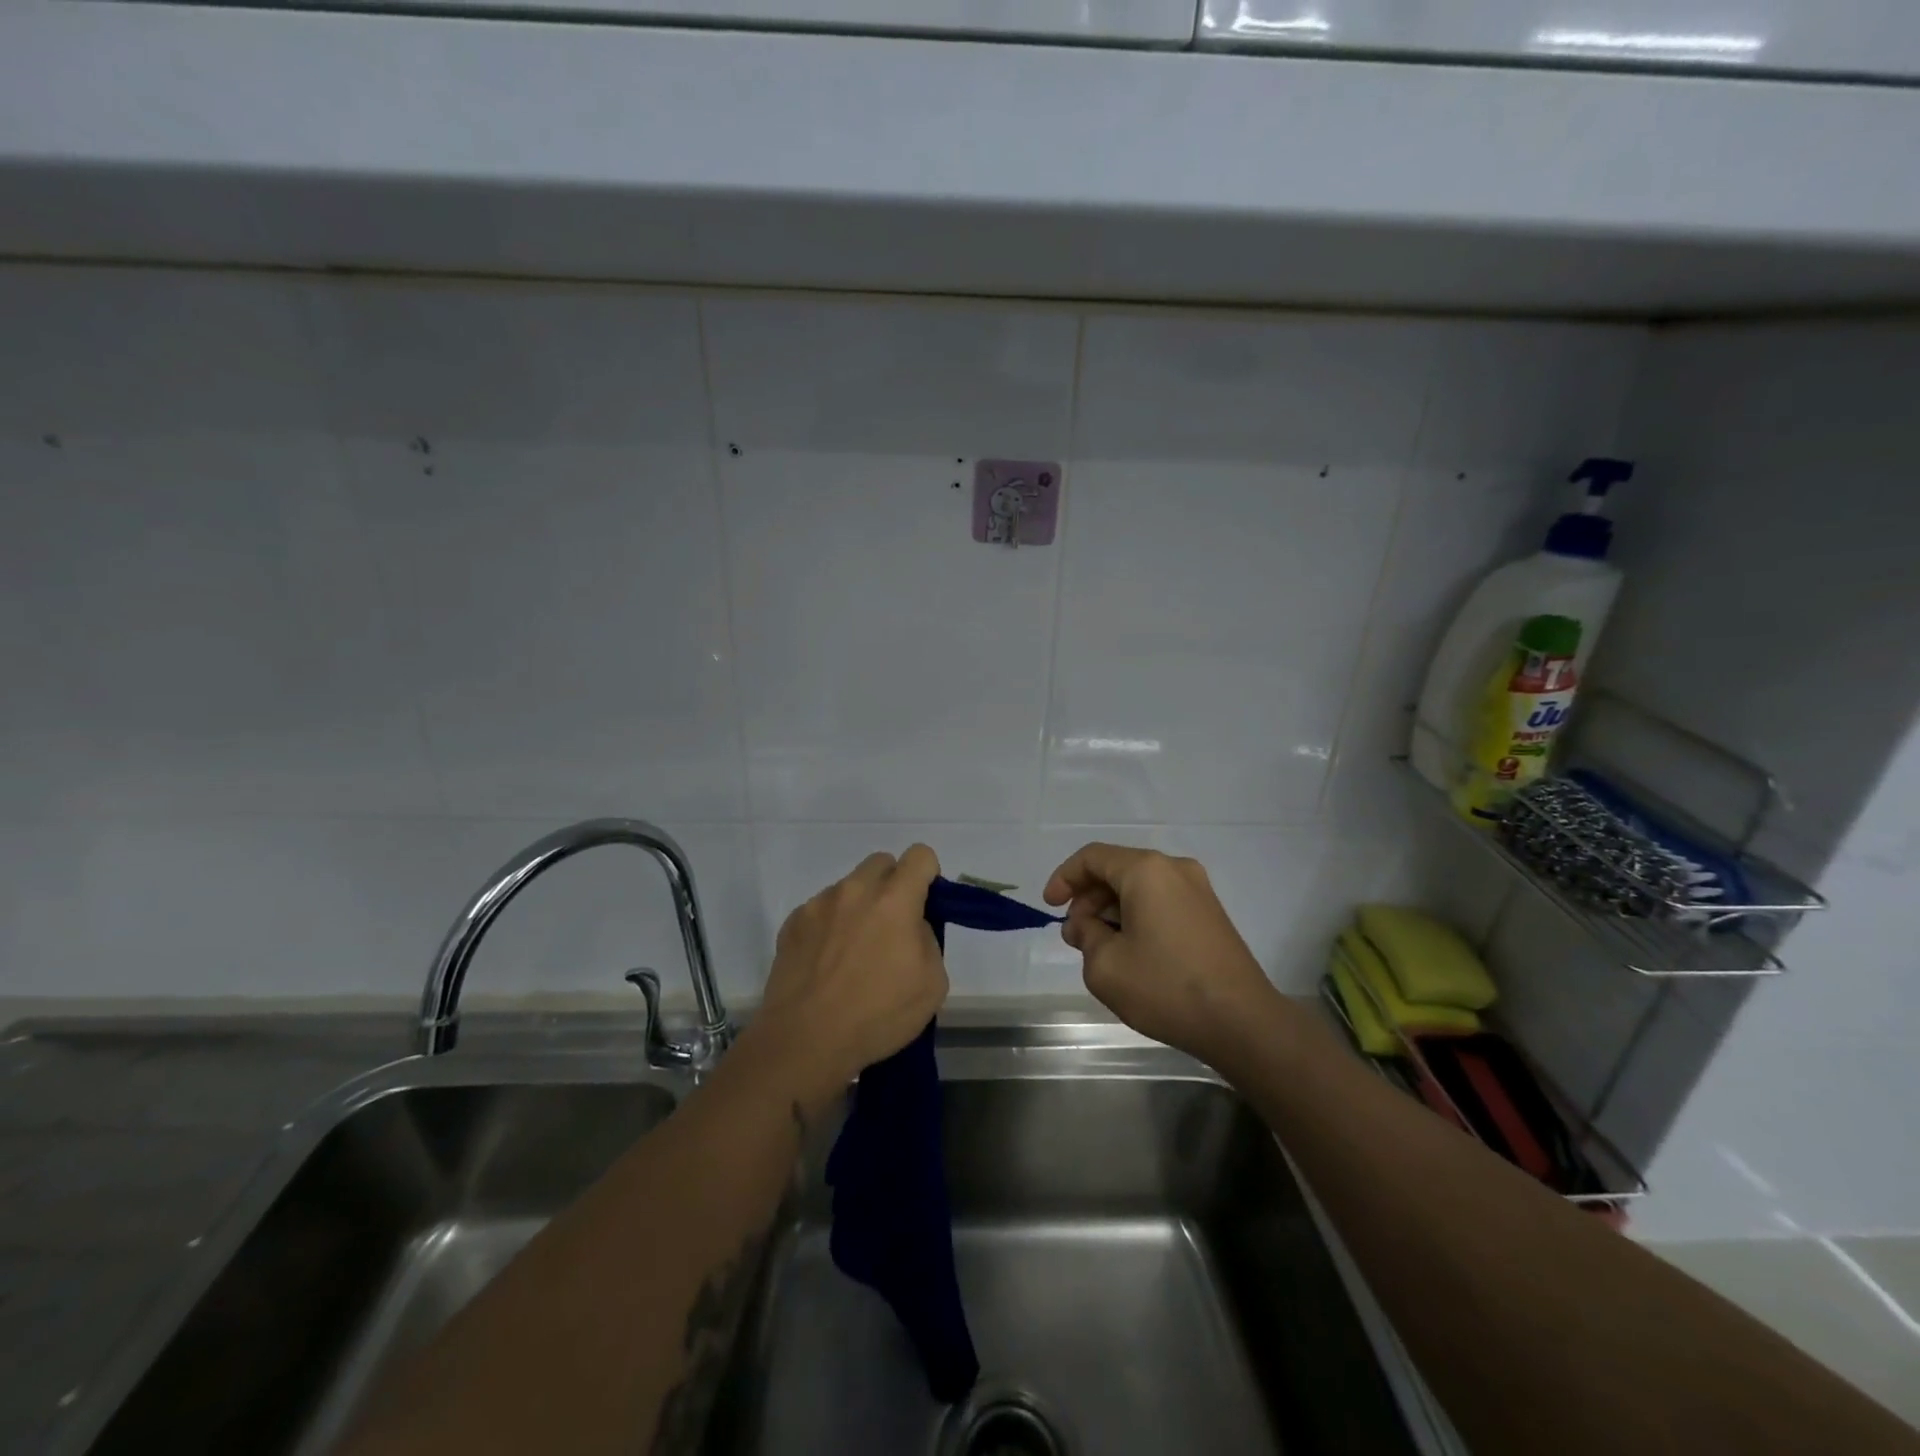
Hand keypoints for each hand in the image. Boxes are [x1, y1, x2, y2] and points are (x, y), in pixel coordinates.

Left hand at [748, 845, 948, 1104]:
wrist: (805, 1041)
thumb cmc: (877, 1015)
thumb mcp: (932, 984)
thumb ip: (927, 939)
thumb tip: (911, 927)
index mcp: (894, 900)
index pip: (920, 856)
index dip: (928, 875)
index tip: (925, 905)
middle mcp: (855, 890)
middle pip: (881, 862)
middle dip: (892, 885)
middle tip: (891, 927)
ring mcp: (819, 904)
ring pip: (849, 887)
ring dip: (858, 906)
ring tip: (852, 953)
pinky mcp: (792, 923)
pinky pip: (821, 911)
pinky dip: (829, 926)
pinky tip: (826, 964)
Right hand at [1044, 844, 1279, 1065]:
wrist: (1242, 1022)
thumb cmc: (1166, 987)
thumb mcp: (1105, 965)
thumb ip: (1085, 936)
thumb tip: (1085, 925)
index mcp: (1147, 870)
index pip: (1092, 857)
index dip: (1064, 878)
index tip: (1049, 907)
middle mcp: (1175, 869)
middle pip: (1118, 870)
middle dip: (1088, 899)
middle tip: (1075, 936)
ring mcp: (1199, 891)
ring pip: (1140, 888)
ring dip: (1112, 910)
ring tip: (1099, 949)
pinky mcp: (1211, 915)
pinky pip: (1162, 902)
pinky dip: (1137, 917)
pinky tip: (1131, 952)